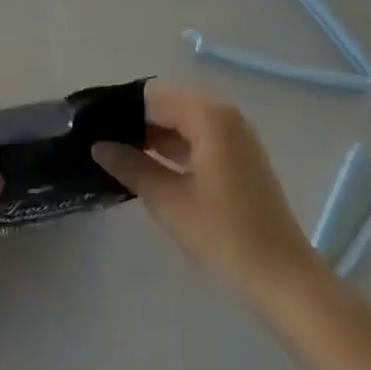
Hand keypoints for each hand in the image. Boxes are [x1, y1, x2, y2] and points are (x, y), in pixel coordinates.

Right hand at [94, 81, 324, 302]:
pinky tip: (146, 163)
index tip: (90, 124)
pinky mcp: (239, 153)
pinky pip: (198, 134)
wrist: (280, 273)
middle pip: (168, 103)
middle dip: (135, 119)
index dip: (120, 108)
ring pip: (183, 119)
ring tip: (114, 151)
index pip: (153, 96)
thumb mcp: (168, 200)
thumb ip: (131, 166)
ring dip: (153, 132)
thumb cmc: (222, 233)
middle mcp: (224, 113)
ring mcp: (235, 133)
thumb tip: (99, 146)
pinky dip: (173, 144)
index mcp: (208, 116)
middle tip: (98, 139)